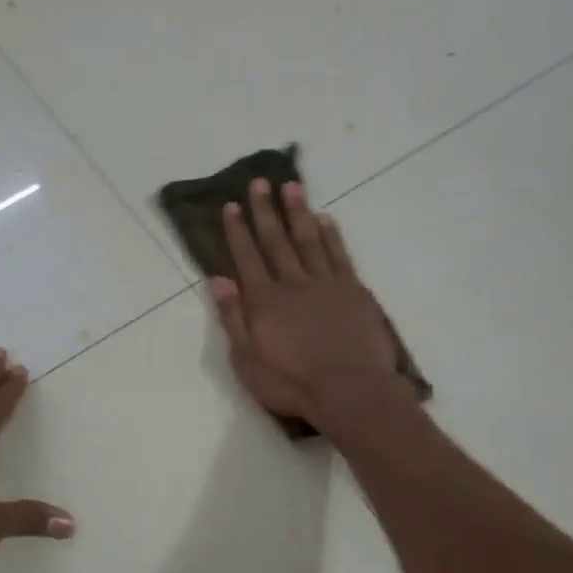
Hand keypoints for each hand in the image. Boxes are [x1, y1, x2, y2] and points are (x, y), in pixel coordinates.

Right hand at [210, 179, 408, 431]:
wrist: (351, 391)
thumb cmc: (292, 383)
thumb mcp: (247, 360)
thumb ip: (233, 318)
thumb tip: (218, 280)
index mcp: (263, 301)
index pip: (247, 258)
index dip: (238, 231)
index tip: (232, 205)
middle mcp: (292, 283)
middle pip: (276, 241)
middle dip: (266, 211)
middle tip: (260, 182)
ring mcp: (326, 284)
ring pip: (309, 240)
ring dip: (298, 212)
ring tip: (292, 186)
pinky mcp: (353, 291)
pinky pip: (339, 255)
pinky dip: (332, 235)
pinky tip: (326, 218)